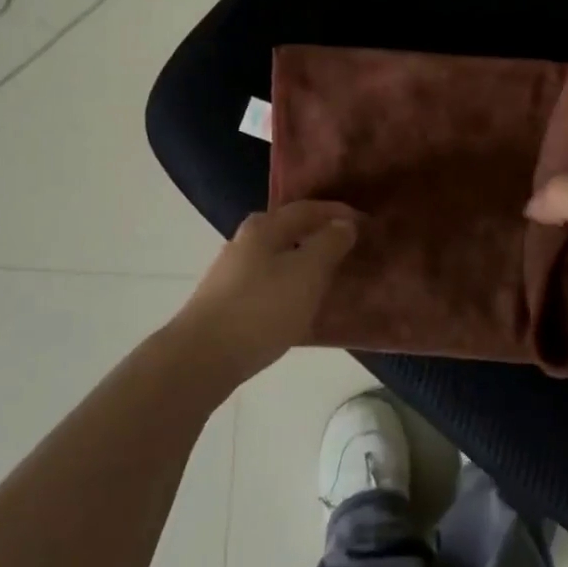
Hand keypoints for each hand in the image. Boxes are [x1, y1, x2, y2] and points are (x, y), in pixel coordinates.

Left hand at [173, 201, 361, 379]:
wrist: (202, 357)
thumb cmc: (262, 308)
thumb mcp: (307, 272)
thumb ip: (329, 243)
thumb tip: (344, 223)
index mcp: (264, 227)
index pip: (307, 209)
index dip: (338, 213)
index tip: (365, 222)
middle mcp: (244, 242)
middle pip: (289, 230)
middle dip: (318, 235)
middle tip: (347, 247)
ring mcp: (231, 273)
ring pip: (277, 257)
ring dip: (304, 261)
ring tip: (329, 277)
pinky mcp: (226, 301)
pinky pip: (268, 282)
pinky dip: (290, 284)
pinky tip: (299, 303)